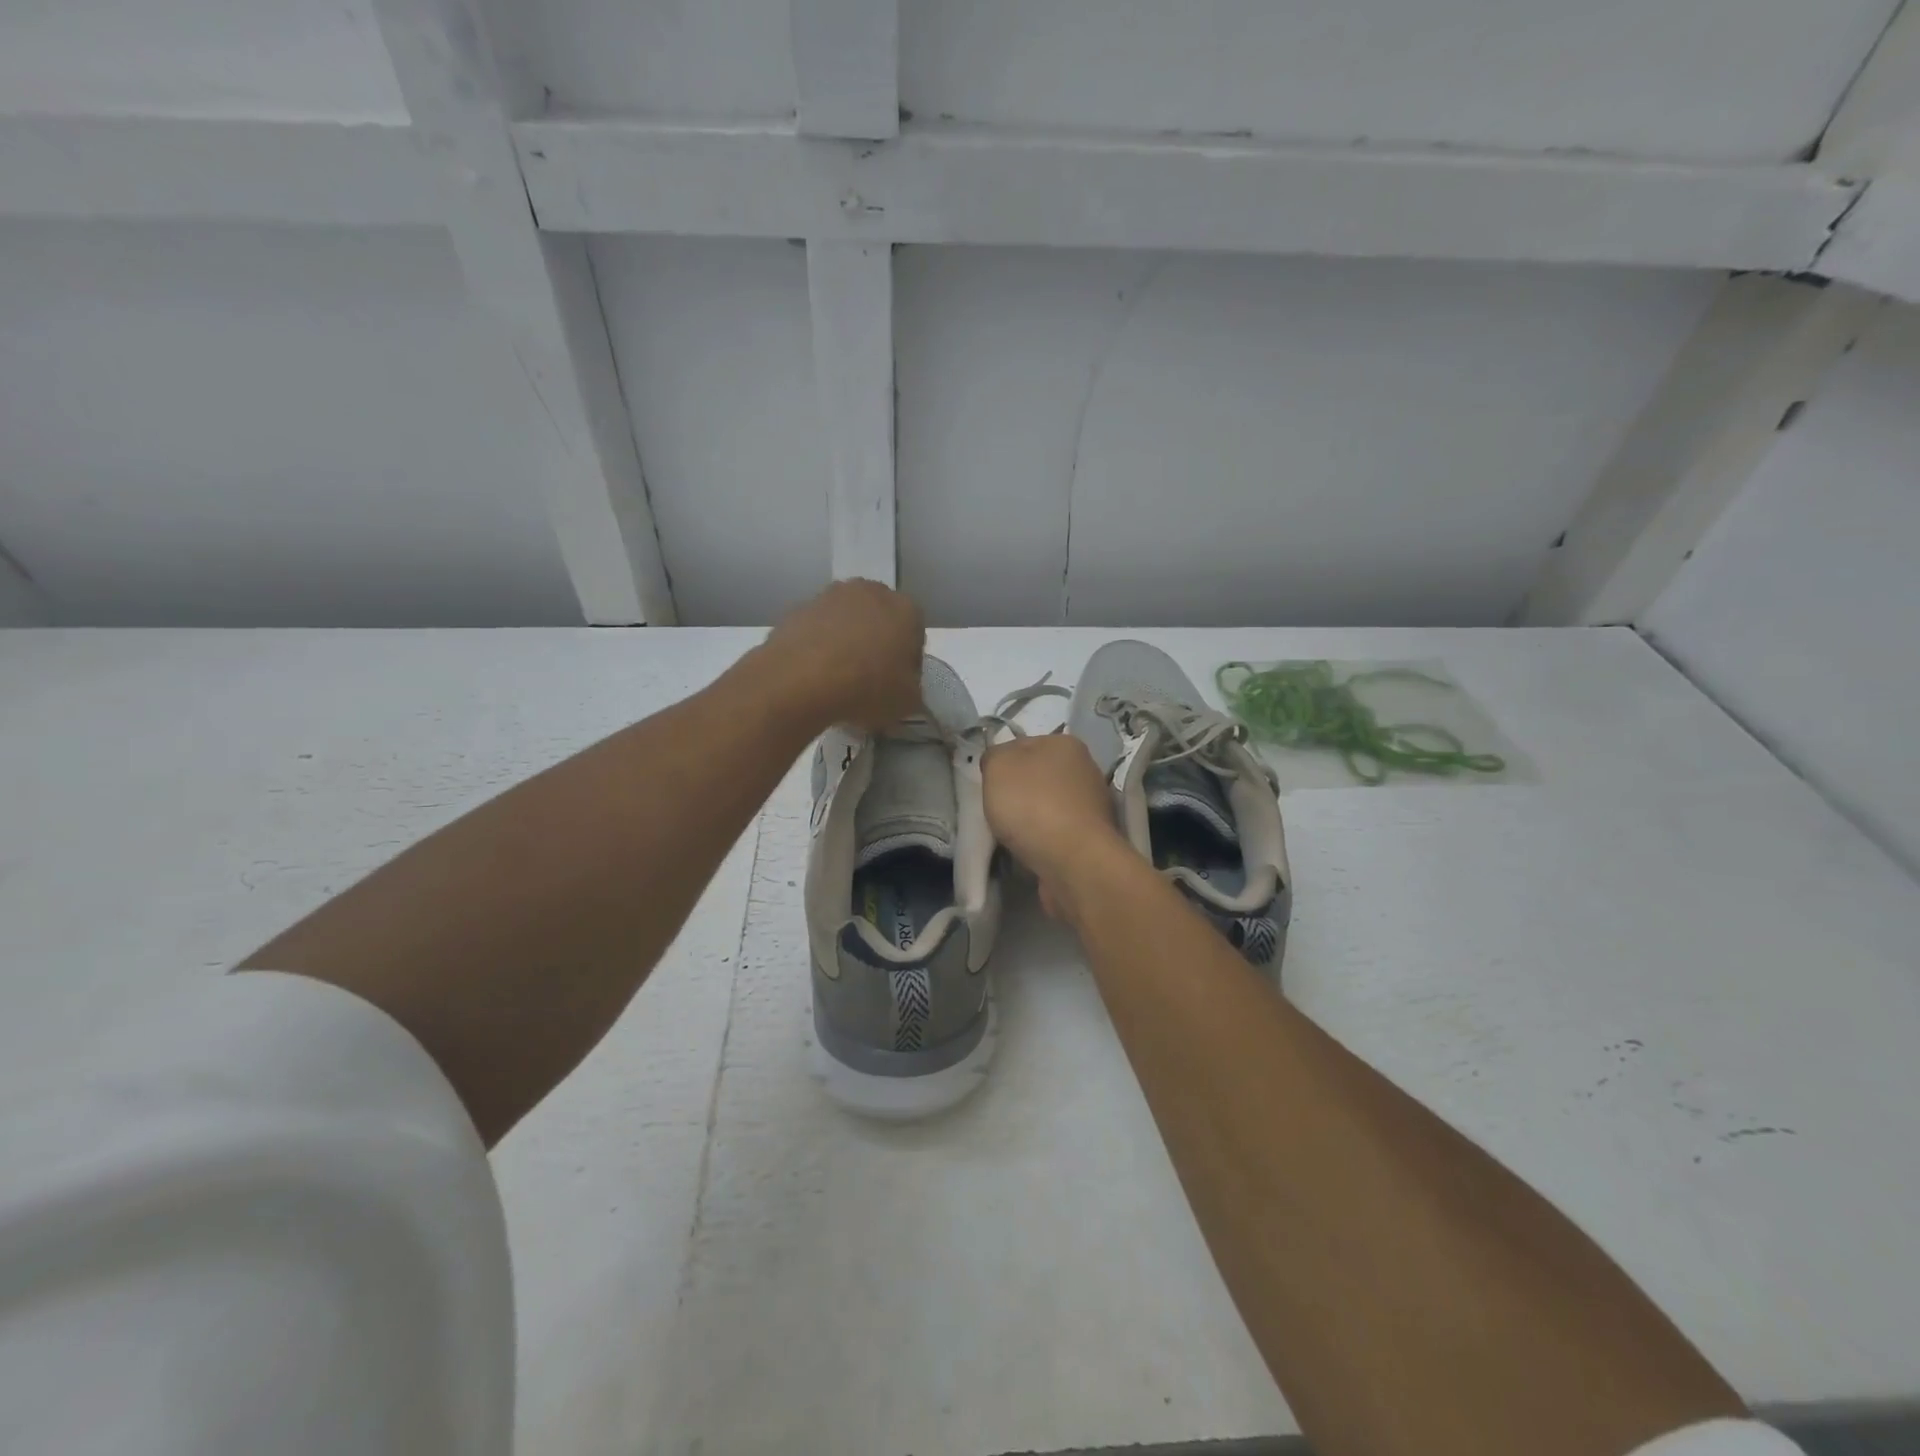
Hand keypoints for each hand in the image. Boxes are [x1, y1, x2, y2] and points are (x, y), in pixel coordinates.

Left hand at [761, 579, 924, 731]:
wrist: (801, 680)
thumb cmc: (868, 687)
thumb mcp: (907, 703)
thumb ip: (912, 692)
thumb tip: (904, 690)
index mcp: (906, 609)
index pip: (915, 636)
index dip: (908, 664)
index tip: (898, 686)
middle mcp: (871, 592)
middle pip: (880, 621)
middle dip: (878, 645)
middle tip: (870, 680)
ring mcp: (831, 596)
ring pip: (847, 622)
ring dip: (847, 642)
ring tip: (839, 678)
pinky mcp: (799, 608)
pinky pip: (818, 629)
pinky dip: (819, 646)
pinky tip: (814, 674)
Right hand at [983, 735, 1131, 919]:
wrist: (1073, 861)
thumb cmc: (1032, 805)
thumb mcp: (997, 767)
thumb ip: (994, 757)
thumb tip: (999, 763)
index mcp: (1065, 744)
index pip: (1022, 745)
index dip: (1001, 764)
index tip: (989, 785)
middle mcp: (1085, 769)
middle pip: (1037, 776)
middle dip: (1018, 793)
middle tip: (999, 811)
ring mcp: (1093, 805)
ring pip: (1048, 805)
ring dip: (1032, 818)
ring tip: (1014, 836)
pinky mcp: (1092, 837)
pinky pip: (1058, 832)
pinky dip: (1044, 840)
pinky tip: (1033, 850)